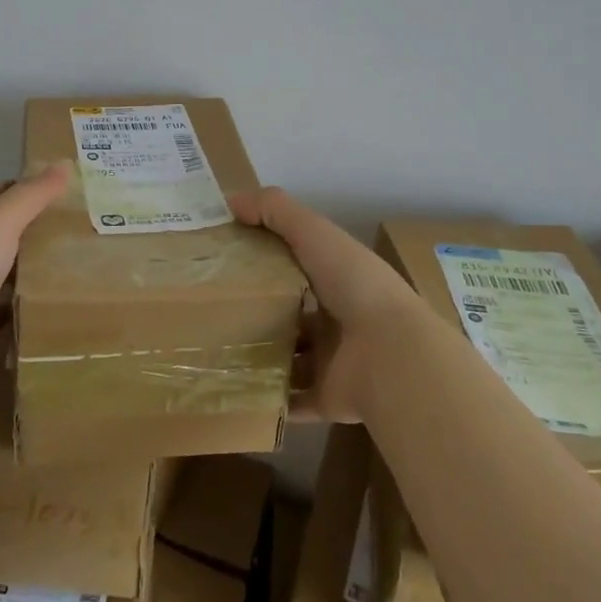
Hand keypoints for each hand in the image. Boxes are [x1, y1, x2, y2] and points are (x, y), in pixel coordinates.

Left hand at [0, 162, 70, 410]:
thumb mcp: (0, 223)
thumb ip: (33, 195)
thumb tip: (65, 162)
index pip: (3, 193)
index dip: (34, 186)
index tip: (75, 188)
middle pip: (10, 232)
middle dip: (45, 228)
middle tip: (91, 225)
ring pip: (14, 271)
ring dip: (43, 267)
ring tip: (89, 260)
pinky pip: (14, 309)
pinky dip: (35, 305)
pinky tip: (66, 302)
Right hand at [228, 186, 415, 422]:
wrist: (392, 354)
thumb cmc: (354, 284)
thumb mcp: (314, 232)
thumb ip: (275, 210)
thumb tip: (230, 200)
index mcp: (337, 278)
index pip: (297, 264)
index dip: (265, 258)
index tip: (224, 258)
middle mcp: (337, 318)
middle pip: (291, 312)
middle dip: (258, 310)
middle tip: (208, 308)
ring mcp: (333, 361)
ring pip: (289, 357)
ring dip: (259, 355)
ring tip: (212, 350)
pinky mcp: (327, 398)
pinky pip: (292, 401)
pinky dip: (268, 399)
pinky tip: (232, 390)